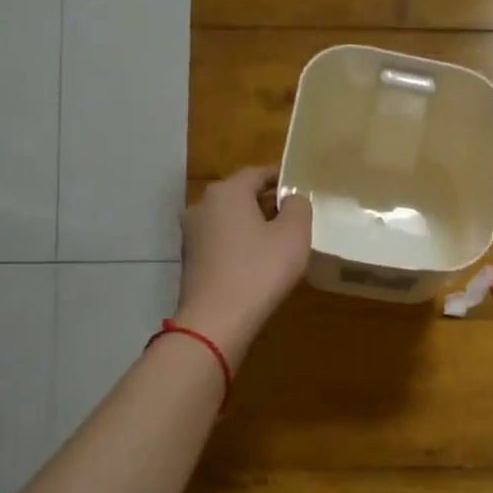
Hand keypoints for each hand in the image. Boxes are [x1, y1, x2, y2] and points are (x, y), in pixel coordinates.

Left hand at [173, 167, 312, 365]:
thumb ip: (299, 207)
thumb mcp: (294, 235)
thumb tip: (293, 198)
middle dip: (268, 202)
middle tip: (296, 217)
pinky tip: (258, 263)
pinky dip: (240, 244)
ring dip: (254, 225)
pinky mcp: (191, 259)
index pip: (258, 173)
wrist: (216, 320)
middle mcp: (203, 205)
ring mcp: (192, 233)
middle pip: (242, 195)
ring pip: (230, 219)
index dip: (282, 177)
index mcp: (227, 192)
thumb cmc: (260, 270)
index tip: (302, 186)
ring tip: (280, 242)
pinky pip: (222, 241)